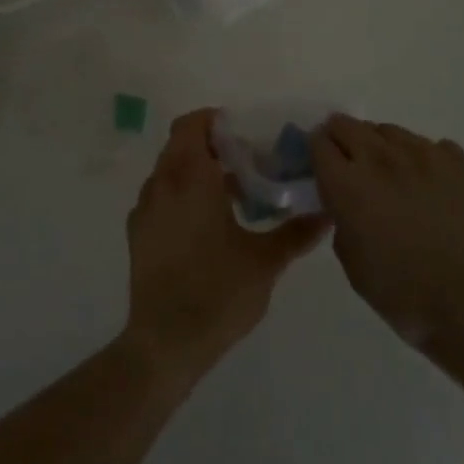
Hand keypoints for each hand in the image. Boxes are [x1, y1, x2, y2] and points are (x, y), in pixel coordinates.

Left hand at [124, 110, 327, 384]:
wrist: (165, 342)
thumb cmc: (218, 292)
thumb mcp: (265, 262)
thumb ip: (296, 233)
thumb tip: (326, 213)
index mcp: (190, 178)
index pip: (192, 125)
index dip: (214, 122)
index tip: (243, 135)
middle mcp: (162, 183)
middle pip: (180, 144)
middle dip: (210, 147)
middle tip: (245, 164)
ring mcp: (144, 208)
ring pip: (169, 171)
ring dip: (195, 172)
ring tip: (229, 197)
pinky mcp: (137, 233)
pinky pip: (159, 196)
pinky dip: (179, 195)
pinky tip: (204, 225)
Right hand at [311, 115, 463, 353]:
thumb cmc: (404, 295)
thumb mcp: (351, 264)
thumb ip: (340, 221)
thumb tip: (345, 205)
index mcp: (347, 183)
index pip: (318, 142)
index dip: (314, 152)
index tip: (319, 168)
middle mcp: (379, 157)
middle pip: (347, 124)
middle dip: (340, 140)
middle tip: (347, 167)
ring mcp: (421, 154)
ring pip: (386, 130)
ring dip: (378, 145)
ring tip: (387, 174)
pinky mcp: (455, 161)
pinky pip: (427, 144)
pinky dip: (419, 157)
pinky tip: (426, 183)